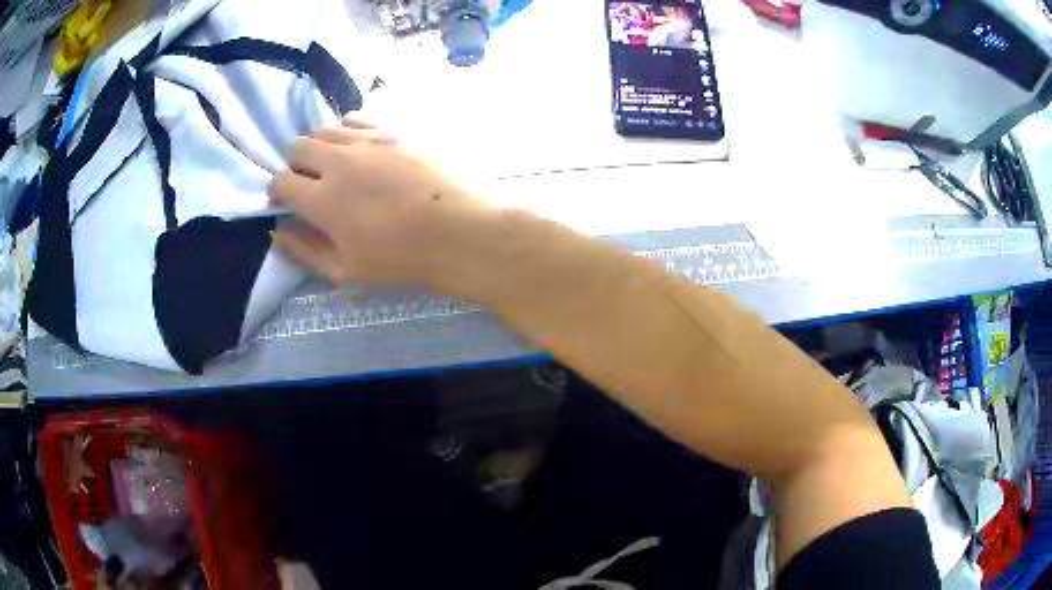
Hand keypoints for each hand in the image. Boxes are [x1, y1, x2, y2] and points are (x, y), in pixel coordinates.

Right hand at [268, 118, 495, 287]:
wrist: (462, 233)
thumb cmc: (403, 261)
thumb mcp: (346, 271)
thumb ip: (305, 251)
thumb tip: (278, 231)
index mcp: (323, 199)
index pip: (280, 181)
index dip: (277, 192)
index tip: (285, 202)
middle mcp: (340, 161)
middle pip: (298, 146)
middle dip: (296, 165)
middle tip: (310, 184)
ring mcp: (370, 141)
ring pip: (326, 129)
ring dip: (321, 147)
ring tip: (337, 167)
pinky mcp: (396, 131)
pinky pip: (357, 120)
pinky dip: (348, 133)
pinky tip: (362, 151)